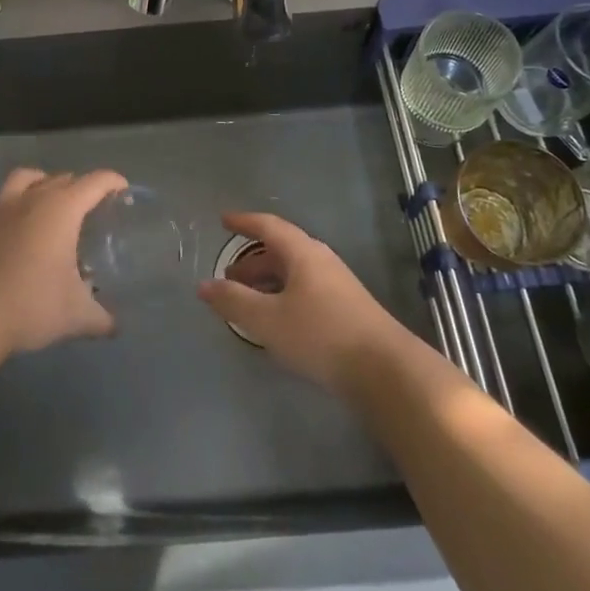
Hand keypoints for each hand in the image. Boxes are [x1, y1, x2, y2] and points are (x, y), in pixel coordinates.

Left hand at [0, 168, 126, 352]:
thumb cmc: (35, 305)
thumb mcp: (78, 316)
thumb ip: (101, 318)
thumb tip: (115, 327)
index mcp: (62, 210)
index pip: (94, 182)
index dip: (111, 181)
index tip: (122, 189)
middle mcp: (30, 201)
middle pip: (58, 179)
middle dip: (76, 186)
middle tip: (86, 206)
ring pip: (17, 179)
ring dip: (33, 182)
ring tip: (40, 195)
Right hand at [197, 212, 410, 393]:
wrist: (385, 370)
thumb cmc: (321, 335)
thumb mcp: (268, 320)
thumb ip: (234, 301)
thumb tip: (204, 285)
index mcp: (302, 253)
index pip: (268, 227)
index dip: (244, 222)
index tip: (224, 220)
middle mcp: (320, 261)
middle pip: (281, 251)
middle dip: (252, 261)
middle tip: (228, 278)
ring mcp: (337, 285)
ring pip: (294, 273)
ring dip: (268, 282)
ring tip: (247, 302)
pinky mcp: (347, 309)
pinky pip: (305, 291)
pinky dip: (283, 297)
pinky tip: (277, 322)